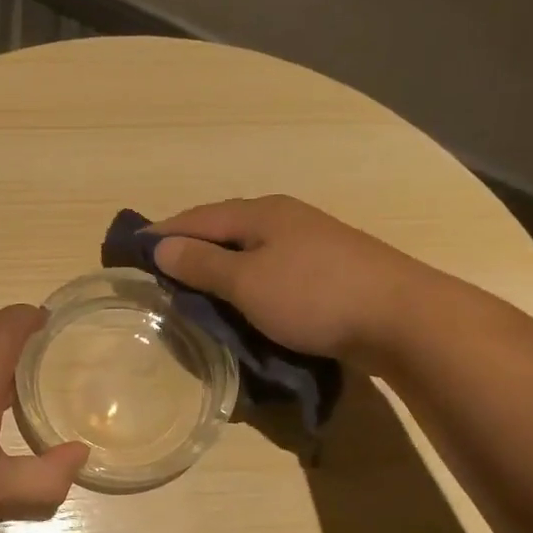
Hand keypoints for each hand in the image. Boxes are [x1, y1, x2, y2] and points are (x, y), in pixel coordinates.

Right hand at [149, 195, 427, 367]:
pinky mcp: (329, 272)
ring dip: (220, 266)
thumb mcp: (247, 282)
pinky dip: (248, 282)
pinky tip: (244, 300)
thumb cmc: (313, 296)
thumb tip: (160, 246)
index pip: (198, 217)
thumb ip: (202, 264)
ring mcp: (312, 244)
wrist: (401, 318)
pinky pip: (273, 271)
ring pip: (250, 251)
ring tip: (195, 288)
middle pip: (225, 229)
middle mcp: (286, 220)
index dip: (163, 232)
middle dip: (191, 246)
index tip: (130, 249)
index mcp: (261, 214)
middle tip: (159, 272)